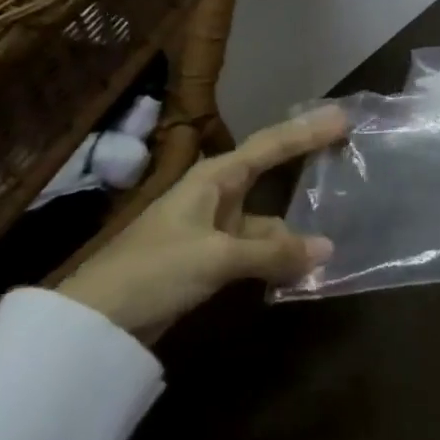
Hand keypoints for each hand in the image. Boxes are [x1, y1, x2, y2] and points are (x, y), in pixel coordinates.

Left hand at [58, 107, 346, 339]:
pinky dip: (278, 255)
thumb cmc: (154, 270)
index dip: (308, 131)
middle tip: (346, 149)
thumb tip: (327, 249)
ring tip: (337, 227)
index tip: (343, 117)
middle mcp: (217, 194)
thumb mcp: (216, 257)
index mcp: (215, 177)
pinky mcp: (209, 259)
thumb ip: (272, 252)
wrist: (93, 322)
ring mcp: (213, 228)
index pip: (271, 144)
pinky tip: (301, 267)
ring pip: (266, 218)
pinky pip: (256, 248)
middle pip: (271, 171)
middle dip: (306, 160)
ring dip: (295, 227)